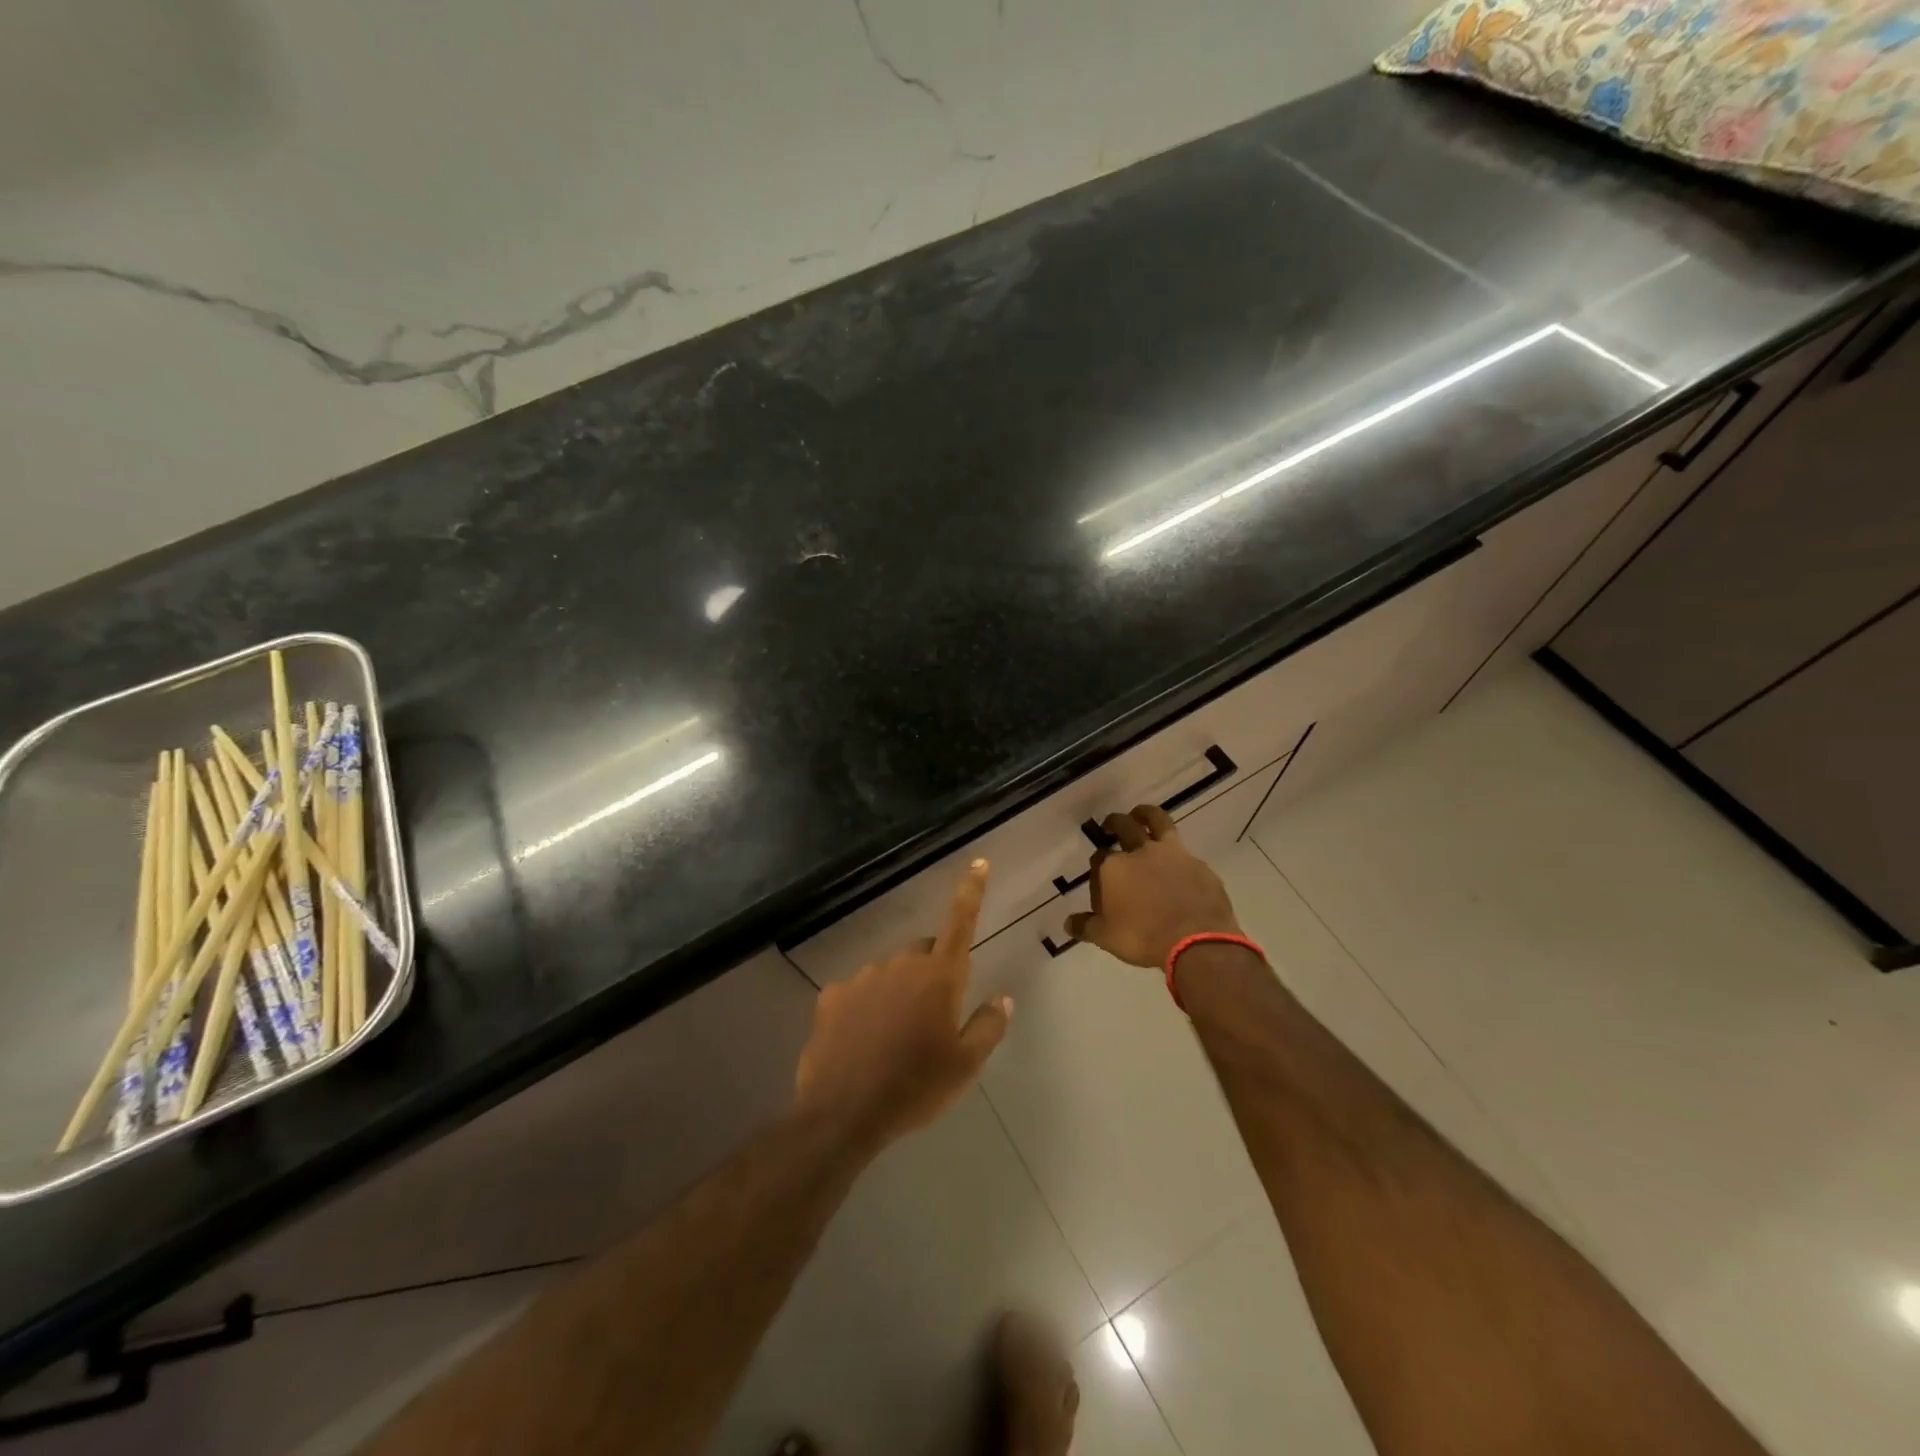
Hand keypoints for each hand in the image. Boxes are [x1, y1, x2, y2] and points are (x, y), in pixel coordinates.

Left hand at [794, 860, 1012, 1152]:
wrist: (844, 1114)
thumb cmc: (915, 1088)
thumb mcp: (965, 1066)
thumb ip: (988, 1026)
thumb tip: (1003, 998)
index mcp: (938, 977)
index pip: (960, 922)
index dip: (971, 891)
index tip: (978, 862)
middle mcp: (901, 965)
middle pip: (924, 953)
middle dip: (932, 973)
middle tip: (932, 1018)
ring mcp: (863, 977)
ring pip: (890, 974)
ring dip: (897, 993)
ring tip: (893, 1041)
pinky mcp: (832, 995)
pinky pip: (858, 992)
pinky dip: (865, 1007)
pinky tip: (862, 1043)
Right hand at [1065, 805, 1239, 966]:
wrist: (1195, 940)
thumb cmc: (1142, 938)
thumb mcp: (1106, 937)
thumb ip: (1086, 926)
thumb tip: (1069, 924)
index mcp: (1114, 867)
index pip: (1099, 857)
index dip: (1098, 866)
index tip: (1100, 878)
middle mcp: (1140, 852)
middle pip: (1124, 826)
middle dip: (1114, 823)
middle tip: (1111, 825)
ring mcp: (1173, 854)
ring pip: (1158, 822)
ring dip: (1146, 814)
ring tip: (1141, 814)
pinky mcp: (1199, 865)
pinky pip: (1184, 852)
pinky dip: (1177, 853)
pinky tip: (1177, 864)